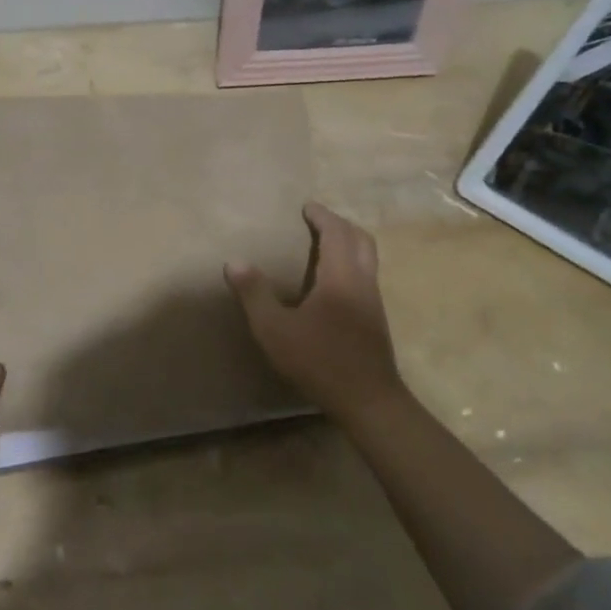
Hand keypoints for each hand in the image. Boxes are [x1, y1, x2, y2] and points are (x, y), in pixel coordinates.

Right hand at [226, 202, 405, 429]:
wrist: (369, 402)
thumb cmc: (320, 361)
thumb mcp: (274, 329)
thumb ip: (254, 294)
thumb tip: (234, 262)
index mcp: (341, 276)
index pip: (337, 233)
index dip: (323, 216)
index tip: (307, 207)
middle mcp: (363, 282)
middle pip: (361, 240)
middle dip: (340, 225)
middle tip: (318, 221)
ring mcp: (374, 302)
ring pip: (368, 259)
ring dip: (349, 244)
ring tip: (324, 246)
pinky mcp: (376, 321)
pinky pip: (367, 276)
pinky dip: (351, 264)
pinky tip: (333, 283)